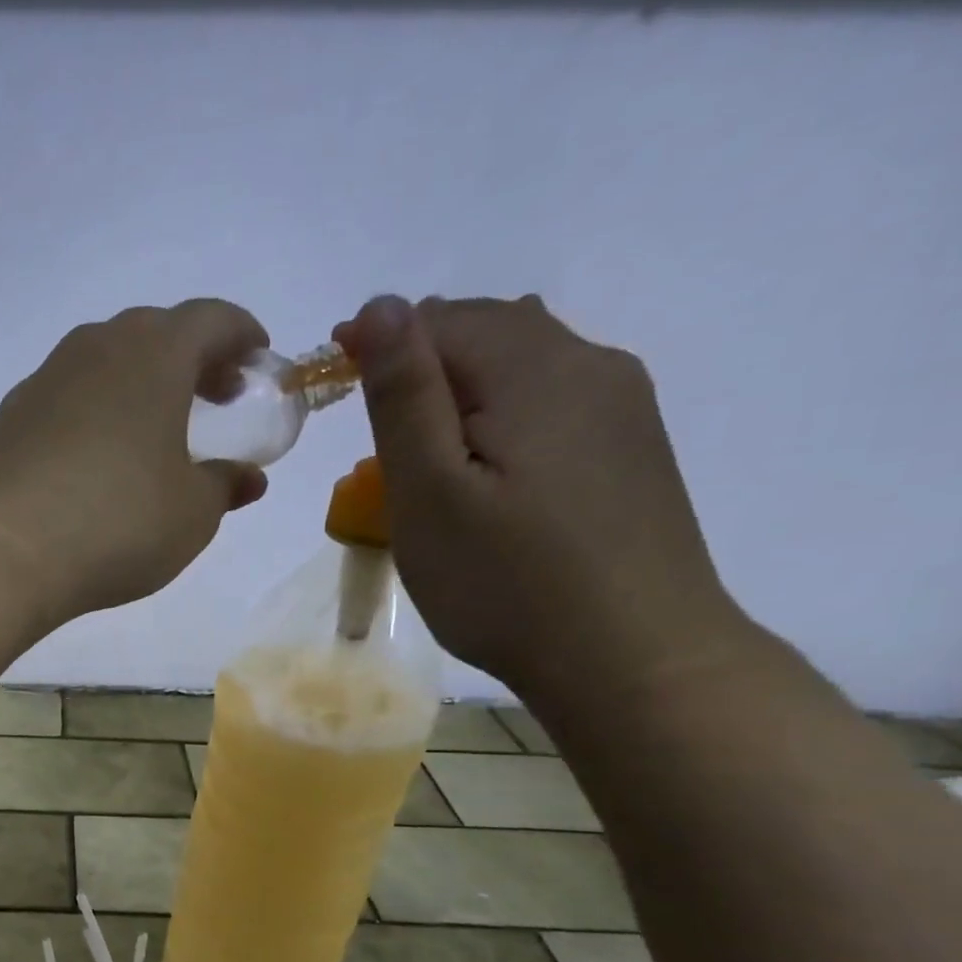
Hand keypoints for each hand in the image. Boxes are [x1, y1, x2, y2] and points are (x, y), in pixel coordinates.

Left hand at [0, 300, 269, 624]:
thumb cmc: (116, 524)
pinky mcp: (6, 419)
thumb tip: (245, 478)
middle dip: (189, 360)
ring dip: (135, 386)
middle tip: (210, 399)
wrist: (0, 553)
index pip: (211, 320)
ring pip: (102, 363)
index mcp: (153, 353)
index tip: (255, 365)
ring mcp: (42, 381)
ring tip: (149, 433)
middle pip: (153, 334)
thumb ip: (224, 487)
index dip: (241, 338)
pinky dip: (91, 414)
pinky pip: (64, 400)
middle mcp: (94, 349)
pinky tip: (92, 461)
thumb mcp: (191, 515)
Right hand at [334, 294, 750, 702]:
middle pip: (487, 333)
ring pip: (521, 367)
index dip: (377, 344)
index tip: (329, 385)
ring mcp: (621, 407)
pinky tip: (484, 472)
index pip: (441, 320)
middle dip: (419, 366)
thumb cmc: (505, 581)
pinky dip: (499, 417)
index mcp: (535, 368)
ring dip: (459, 392)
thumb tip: (381, 304)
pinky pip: (550, 403)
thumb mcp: (429, 492)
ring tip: (420, 456)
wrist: (632, 657)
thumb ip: (404, 395)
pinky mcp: (630, 449)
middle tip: (369, 435)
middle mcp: (590, 365)